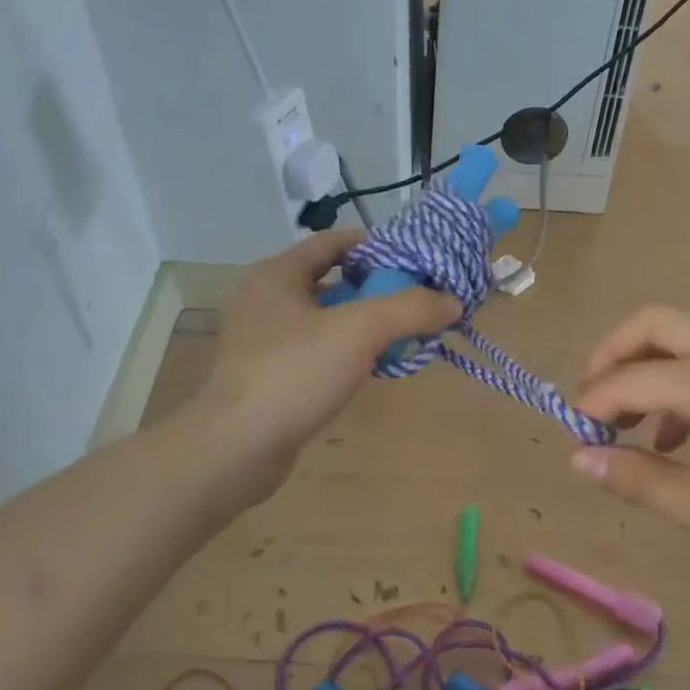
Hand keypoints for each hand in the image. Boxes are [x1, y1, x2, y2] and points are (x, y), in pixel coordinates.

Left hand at [189, 230, 459, 505]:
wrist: (237, 448)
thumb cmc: (294, 374)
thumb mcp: (359, 332)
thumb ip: (410, 310)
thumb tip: (452, 301)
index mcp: (277, 275)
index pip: (331, 241)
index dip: (374, 245)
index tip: (413, 259)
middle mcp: (265, 300)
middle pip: (330, 279)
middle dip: (374, 287)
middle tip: (415, 298)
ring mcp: (261, 339)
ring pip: (323, 318)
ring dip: (362, 322)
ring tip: (403, 333)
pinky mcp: (265, 374)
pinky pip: (314, 349)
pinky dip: (344, 350)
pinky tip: (372, 367)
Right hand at [570, 307, 689, 626]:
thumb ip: (638, 479)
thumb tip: (576, 458)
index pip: (634, 376)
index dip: (593, 402)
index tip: (570, 437)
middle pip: (656, 323)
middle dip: (612, 356)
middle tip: (589, 404)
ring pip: (679, 338)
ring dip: (641, 367)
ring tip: (618, 422)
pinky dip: (669, 383)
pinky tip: (665, 440)